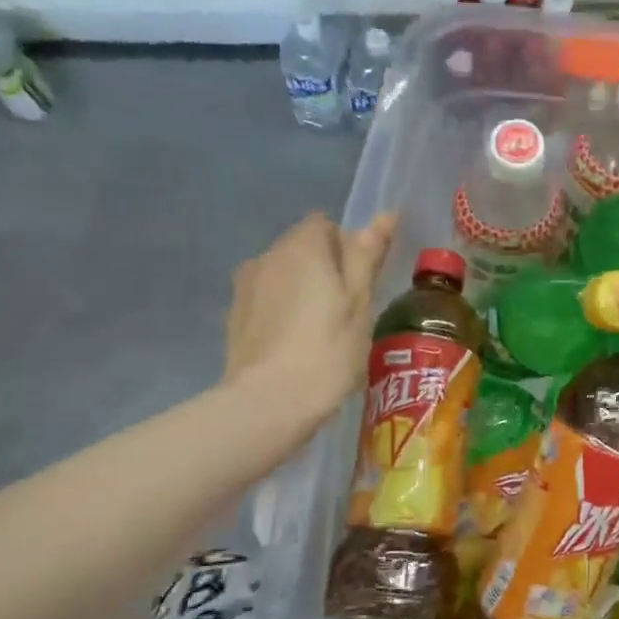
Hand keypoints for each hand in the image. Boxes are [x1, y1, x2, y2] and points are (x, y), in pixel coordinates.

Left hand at [224, 211, 396, 414]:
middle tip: (346, 312)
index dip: (346, 249)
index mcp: (303, 247)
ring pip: (282, 275)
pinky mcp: (233, 315)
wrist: (268, 402)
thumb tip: (384, 215)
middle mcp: (267, 255)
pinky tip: (294, 346)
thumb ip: (367, 257)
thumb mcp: (360, 303)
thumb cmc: (327, 351)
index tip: (359, 284)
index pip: (325, 225)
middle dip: (323, 269)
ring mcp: (245, 285)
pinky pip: (266, 300)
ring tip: (319, 333)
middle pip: (301, 248)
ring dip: (301, 291)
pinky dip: (281, 312)